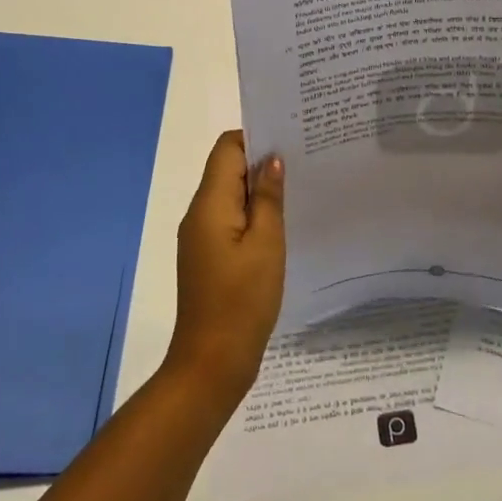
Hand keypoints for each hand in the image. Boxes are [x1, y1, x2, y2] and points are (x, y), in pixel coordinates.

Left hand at [163, 130, 285, 412]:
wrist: (212, 362)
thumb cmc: (242, 300)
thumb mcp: (266, 244)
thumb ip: (267, 198)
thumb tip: (271, 160)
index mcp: (209, 204)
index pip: (226, 148)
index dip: (255, 138)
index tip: (290, 139)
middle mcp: (199, 214)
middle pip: (226, 169)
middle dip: (261, 161)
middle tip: (303, 160)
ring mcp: (200, 237)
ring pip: (229, 195)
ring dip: (258, 189)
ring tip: (297, 188)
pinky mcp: (208, 257)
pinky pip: (229, 219)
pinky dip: (251, 213)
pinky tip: (280, 223)